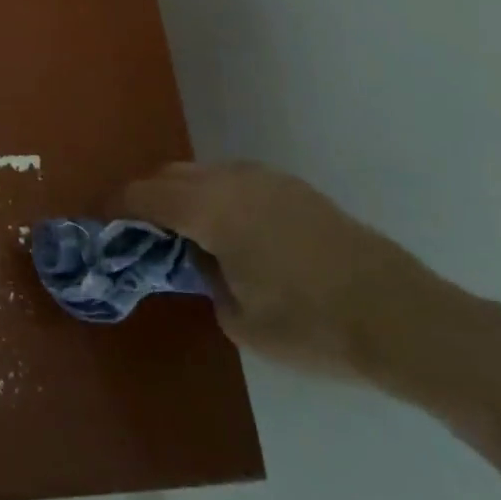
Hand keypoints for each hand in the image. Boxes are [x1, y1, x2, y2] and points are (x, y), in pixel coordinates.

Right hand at [119, 161, 462, 386]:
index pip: (144, 195)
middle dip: (146, 197)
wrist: (403, 317)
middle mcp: (233, 179)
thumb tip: (203, 260)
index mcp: (210, 208)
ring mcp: (267, 179)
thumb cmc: (312, 326)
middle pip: (170, 174)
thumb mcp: (240, 319)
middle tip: (136, 231)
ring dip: (182, 194)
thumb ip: (205, 279)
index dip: (115, 206)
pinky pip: (235, 180)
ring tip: (180, 231)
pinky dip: (215, 196)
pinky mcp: (294, 188)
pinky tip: (228, 231)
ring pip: (204, 173)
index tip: (97, 220)